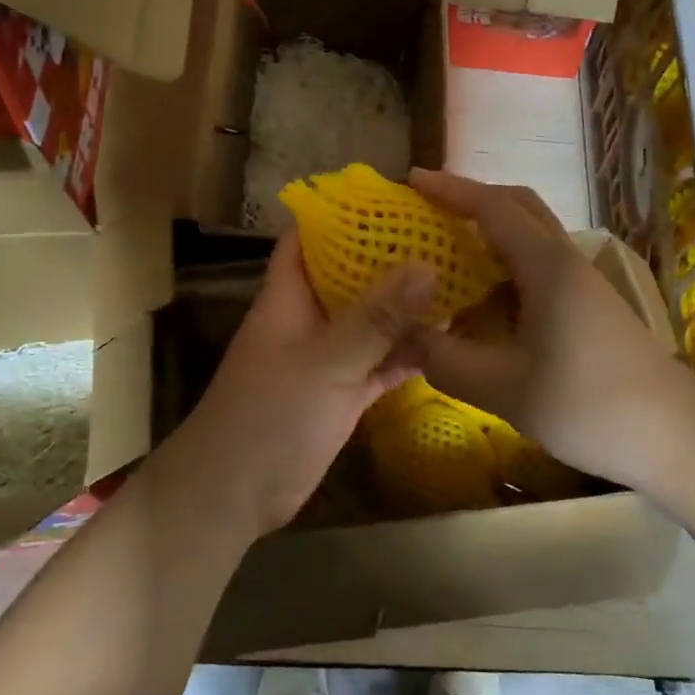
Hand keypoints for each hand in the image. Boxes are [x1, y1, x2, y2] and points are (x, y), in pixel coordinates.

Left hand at [164, 230, 436, 537]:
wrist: (235, 495)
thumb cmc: (269, 416)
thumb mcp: (326, 361)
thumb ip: (376, 317)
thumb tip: (427, 263)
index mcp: (290, 296)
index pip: (310, 237)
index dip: (343, 214)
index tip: (393, 198)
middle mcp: (309, 318)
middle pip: (351, 275)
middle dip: (391, 257)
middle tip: (444, 236)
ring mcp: (328, 357)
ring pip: (372, 320)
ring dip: (408, 306)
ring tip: (459, 279)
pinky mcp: (343, 392)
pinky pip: (382, 362)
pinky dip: (409, 353)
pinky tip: (450, 340)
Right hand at [407, 169, 694, 495]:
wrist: (672, 434)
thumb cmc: (586, 404)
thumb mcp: (503, 388)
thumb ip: (445, 360)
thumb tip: (402, 337)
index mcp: (546, 266)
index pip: (493, 208)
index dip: (451, 190)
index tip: (413, 180)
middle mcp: (565, 261)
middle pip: (518, 207)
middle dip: (472, 199)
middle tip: (429, 209)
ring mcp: (580, 283)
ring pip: (530, 237)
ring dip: (490, 232)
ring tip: (447, 251)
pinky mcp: (587, 306)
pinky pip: (537, 267)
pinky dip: (503, 266)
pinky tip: (483, 300)